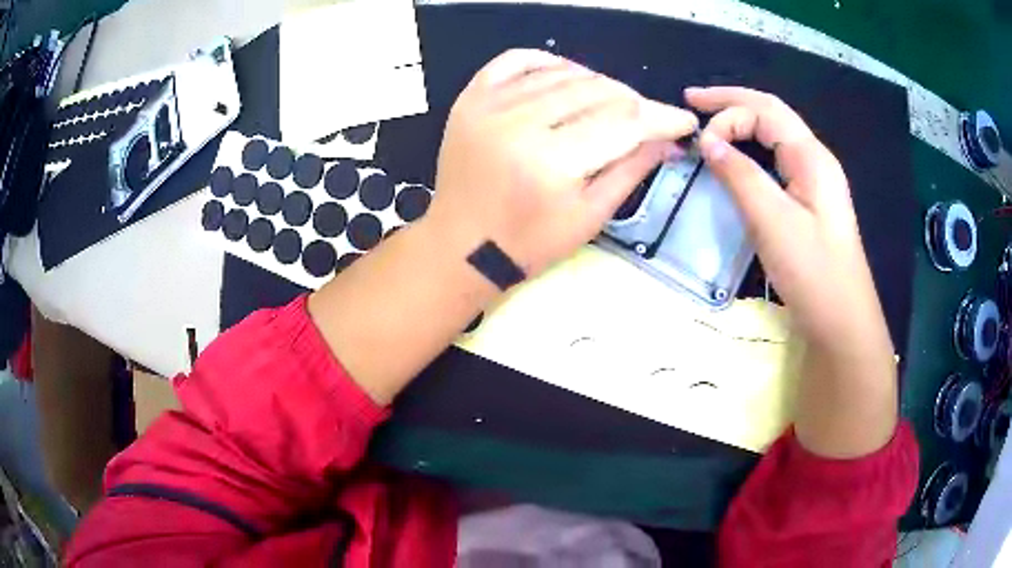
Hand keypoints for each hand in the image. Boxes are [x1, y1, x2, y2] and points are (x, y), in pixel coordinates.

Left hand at [426, 49, 698, 277]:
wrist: (459, 246)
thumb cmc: (528, 244)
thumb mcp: (589, 217)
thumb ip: (632, 170)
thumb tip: (668, 139)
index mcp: (552, 163)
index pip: (625, 121)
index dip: (662, 117)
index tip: (683, 121)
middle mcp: (520, 123)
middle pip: (598, 90)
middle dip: (634, 103)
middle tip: (646, 121)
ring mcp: (490, 105)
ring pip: (565, 73)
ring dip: (599, 85)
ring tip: (611, 107)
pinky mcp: (471, 98)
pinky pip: (517, 59)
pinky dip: (549, 62)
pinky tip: (566, 76)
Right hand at [686, 86, 888, 354]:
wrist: (843, 323)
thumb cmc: (813, 273)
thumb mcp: (773, 222)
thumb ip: (740, 176)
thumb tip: (707, 140)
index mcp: (811, 157)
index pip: (765, 111)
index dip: (727, 112)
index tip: (697, 138)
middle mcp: (815, 160)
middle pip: (771, 114)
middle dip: (732, 102)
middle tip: (691, 101)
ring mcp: (815, 182)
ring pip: (775, 137)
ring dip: (742, 123)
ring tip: (710, 122)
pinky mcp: (810, 202)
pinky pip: (778, 161)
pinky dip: (752, 150)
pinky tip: (738, 158)